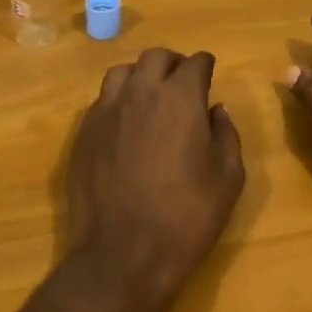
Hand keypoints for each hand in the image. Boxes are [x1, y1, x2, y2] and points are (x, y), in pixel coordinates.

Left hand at [66, 48, 244, 303]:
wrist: (122, 255)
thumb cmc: (186, 217)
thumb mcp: (228, 179)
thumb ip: (226, 135)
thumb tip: (216, 110)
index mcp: (180, 98)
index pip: (195, 62)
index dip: (206, 67)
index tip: (210, 76)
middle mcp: (140, 93)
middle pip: (156, 57)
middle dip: (173, 64)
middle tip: (183, 84)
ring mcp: (106, 111)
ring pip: (122, 72)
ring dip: (141, 77)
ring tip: (150, 99)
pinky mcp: (83, 133)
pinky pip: (102, 101)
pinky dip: (118, 102)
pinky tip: (126, 125)